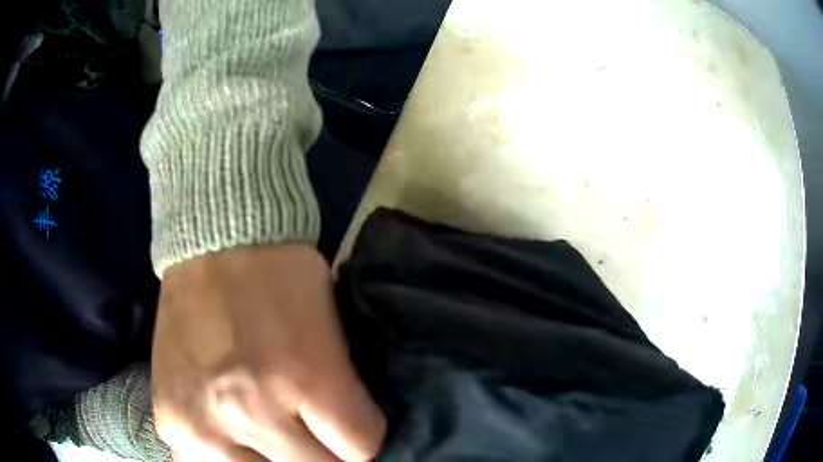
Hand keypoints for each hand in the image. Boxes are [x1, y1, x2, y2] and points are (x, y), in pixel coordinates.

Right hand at [151, 245, 385, 460]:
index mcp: (307, 379)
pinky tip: (233, 435)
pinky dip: (234, 458)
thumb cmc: (280, 278)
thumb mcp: (332, 329)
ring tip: (269, 435)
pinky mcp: (172, 425)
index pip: (360, 449)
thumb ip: (343, 394)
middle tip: (308, 431)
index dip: (360, 439)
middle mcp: (251, 411)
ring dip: (275, 459)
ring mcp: (205, 425)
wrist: (212, 243)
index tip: (349, 428)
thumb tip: (351, 441)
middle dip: (320, 453)